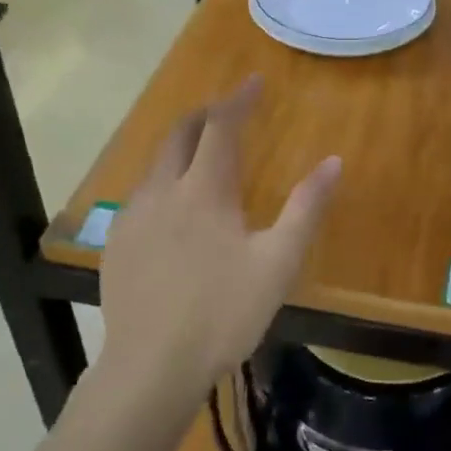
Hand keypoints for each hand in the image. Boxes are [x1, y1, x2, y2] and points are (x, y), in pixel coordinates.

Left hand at [99, 77, 340, 406]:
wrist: (151, 368)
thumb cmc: (223, 313)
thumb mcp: (278, 263)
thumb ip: (306, 209)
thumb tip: (334, 162)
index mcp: (203, 190)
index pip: (221, 126)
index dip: (239, 99)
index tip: (255, 81)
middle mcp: (162, 191)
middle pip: (180, 134)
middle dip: (205, 114)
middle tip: (229, 111)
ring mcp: (133, 217)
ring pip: (157, 163)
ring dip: (182, 147)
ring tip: (204, 155)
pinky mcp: (117, 243)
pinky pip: (142, 194)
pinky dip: (164, 181)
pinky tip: (174, 209)